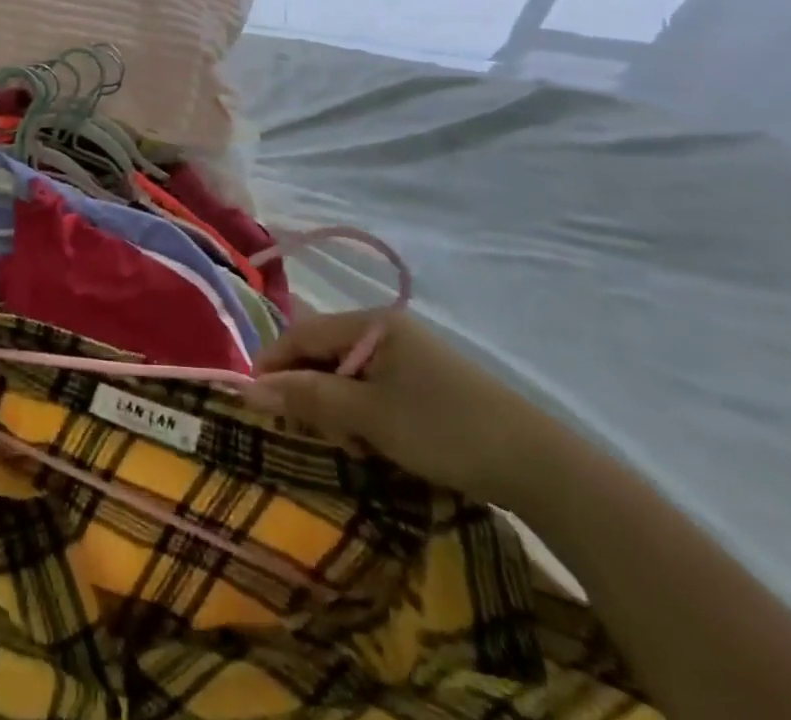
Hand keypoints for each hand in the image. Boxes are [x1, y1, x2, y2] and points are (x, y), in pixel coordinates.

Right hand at [242, 311, 570, 506]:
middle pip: (325, 352)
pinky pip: (375, 388)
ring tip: (354, 445)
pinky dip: (364, 414)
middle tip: (314, 433)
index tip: (256, 400)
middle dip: (312, 392)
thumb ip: (308, 396)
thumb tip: (249, 387)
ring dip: (338, 408)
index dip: (274, 363)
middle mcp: (387, 329)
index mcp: (372, 323)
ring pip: (348, 374)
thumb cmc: (443, 429)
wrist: (540, 467)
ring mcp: (410, 355)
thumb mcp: (368, 415)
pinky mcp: (427, 382)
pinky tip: (377, 443)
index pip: (303, 333)